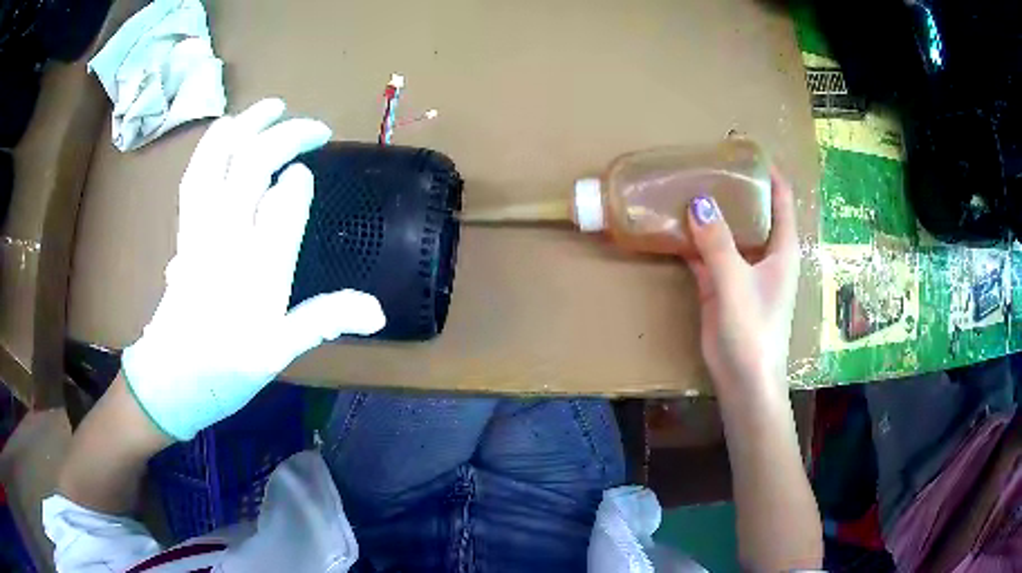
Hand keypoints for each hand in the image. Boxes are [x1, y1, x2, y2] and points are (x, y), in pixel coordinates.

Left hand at [122, 99, 385, 440]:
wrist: (169, 380)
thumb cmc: (226, 370)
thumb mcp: (280, 354)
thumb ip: (323, 320)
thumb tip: (378, 310)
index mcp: (257, 271)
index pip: (284, 203)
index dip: (300, 181)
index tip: (312, 173)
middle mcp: (227, 238)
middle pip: (253, 166)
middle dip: (287, 136)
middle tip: (315, 127)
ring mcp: (200, 228)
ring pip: (218, 160)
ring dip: (246, 126)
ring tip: (270, 107)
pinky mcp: (184, 228)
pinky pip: (195, 174)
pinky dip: (211, 145)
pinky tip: (225, 132)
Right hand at [684, 166, 799, 398]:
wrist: (743, 379)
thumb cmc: (753, 331)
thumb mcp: (735, 283)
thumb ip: (717, 243)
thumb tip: (698, 202)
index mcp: (781, 248)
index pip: (781, 199)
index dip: (768, 172)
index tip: (745, 148)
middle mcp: (764, 253)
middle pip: (751, 210)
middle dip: (732, 186)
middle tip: (705, 163)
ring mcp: (742, 269)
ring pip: (726, 230)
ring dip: (709, 212)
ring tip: (686, 185)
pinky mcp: (721, 285)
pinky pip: (706, 253)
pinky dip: (692, 240)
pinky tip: (672, 225)